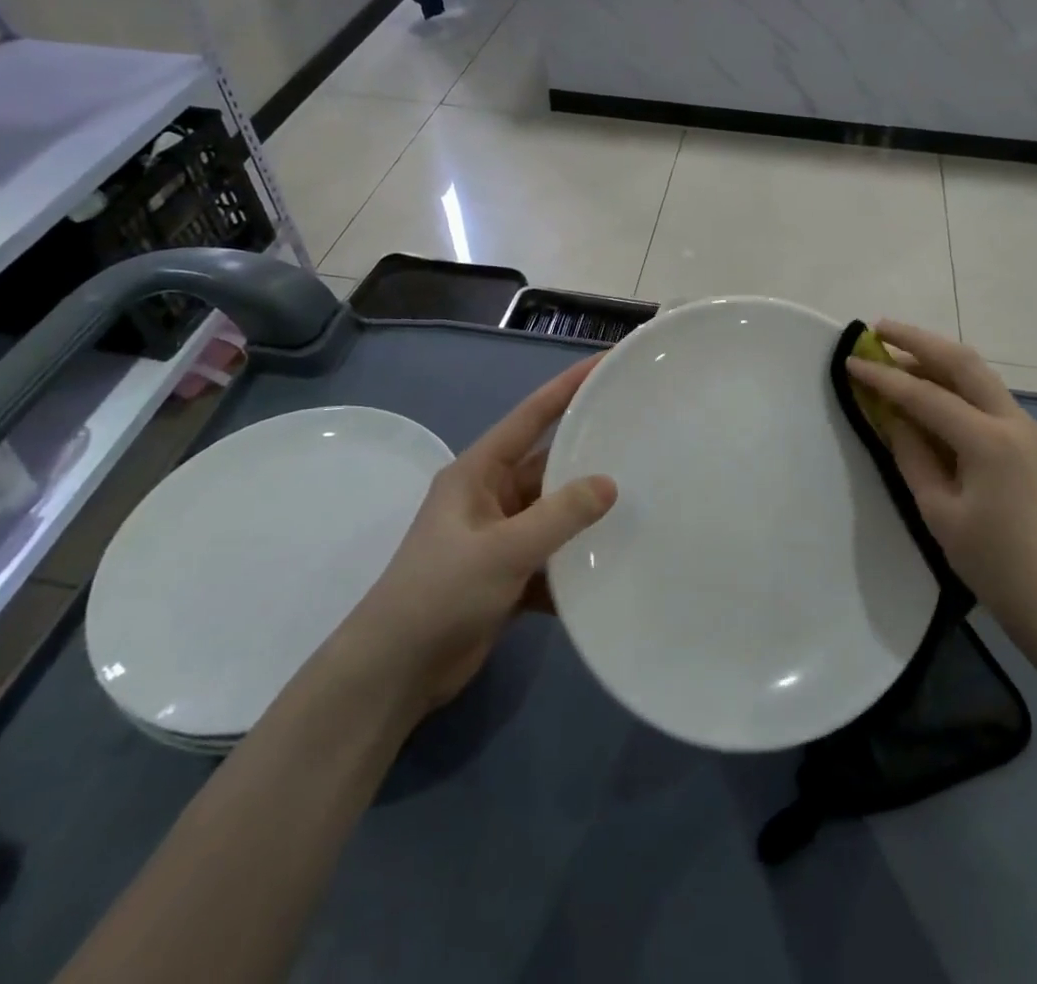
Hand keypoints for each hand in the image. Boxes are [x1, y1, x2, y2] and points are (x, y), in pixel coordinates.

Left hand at [354, 357, 615, 712]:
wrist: (394, 674)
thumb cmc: (440, 594)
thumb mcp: (502, 550)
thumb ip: (559, 515)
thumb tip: (609, 484)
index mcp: (478, 473)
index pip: (531, 416)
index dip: (568, 387)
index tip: (605, 363)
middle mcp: (490, 496)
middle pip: (548, 465)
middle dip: (589, 453)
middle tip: (640, 436)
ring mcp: (499, 537)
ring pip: (554, 513)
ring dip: (587, 513)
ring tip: (642, 499)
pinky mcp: (507, 575)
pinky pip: (552, 556)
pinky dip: (576, 561)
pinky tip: (614, 562)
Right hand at [846, 321, 1036, 639]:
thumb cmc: (992, 563)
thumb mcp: (939, 510)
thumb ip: (912, 454)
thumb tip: (891, 414)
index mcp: (989, 442)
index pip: (926, 396)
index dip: (884, 377)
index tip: (851, 360)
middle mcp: (1014, 421)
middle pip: (962, 362)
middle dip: (918, 340)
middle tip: (879, 329)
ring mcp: (1028, 427)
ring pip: (979, 374)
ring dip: (938, 357)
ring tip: (897, 352)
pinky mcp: (1030, 439)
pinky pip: (987, 396)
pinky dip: (956, 382)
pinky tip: (930, 387)